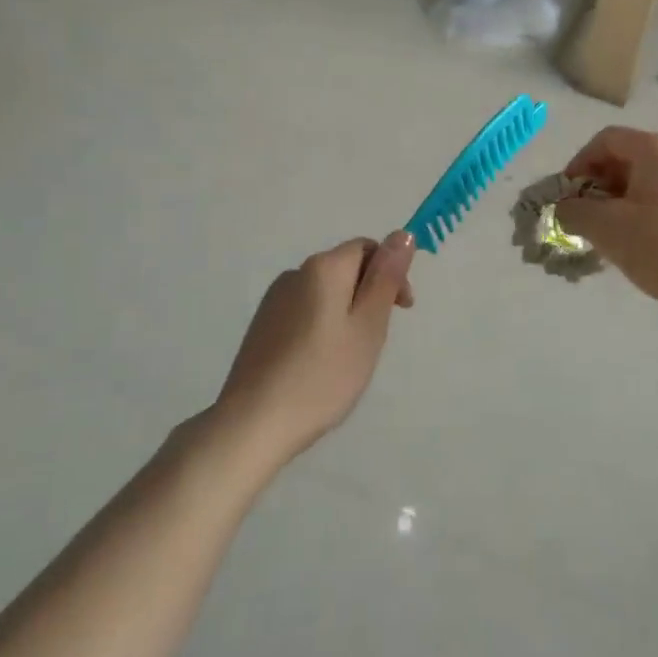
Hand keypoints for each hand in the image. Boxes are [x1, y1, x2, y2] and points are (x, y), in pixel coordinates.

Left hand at [214, 233, 415, 465]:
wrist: (254, 423)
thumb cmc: (323, 375)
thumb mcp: (368, 326)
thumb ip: (386, 278)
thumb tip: (403, 234)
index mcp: (324, 268)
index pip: (367, 248)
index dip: (392, 271)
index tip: (401, 309)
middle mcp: (295, 274)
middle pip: (345, 267)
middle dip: (370, 294)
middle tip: (376, 339)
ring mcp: (274, 300)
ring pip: (325, 292)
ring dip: (347, 311)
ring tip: (349, 356)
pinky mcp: (263, 326)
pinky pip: (305, 311)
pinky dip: (323, 325)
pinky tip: (321, 363)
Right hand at [557, 128, 657, 321]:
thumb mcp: (608, 229)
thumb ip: (574, 211)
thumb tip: (564, 207)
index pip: (605, 140)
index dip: (578, 164)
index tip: (565, 197)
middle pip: (625, 157)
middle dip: (597, 185)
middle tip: (583, 218)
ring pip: (643, 179)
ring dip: (617, 201)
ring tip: (607, 234)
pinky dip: (640, 210)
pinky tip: (637, 241)